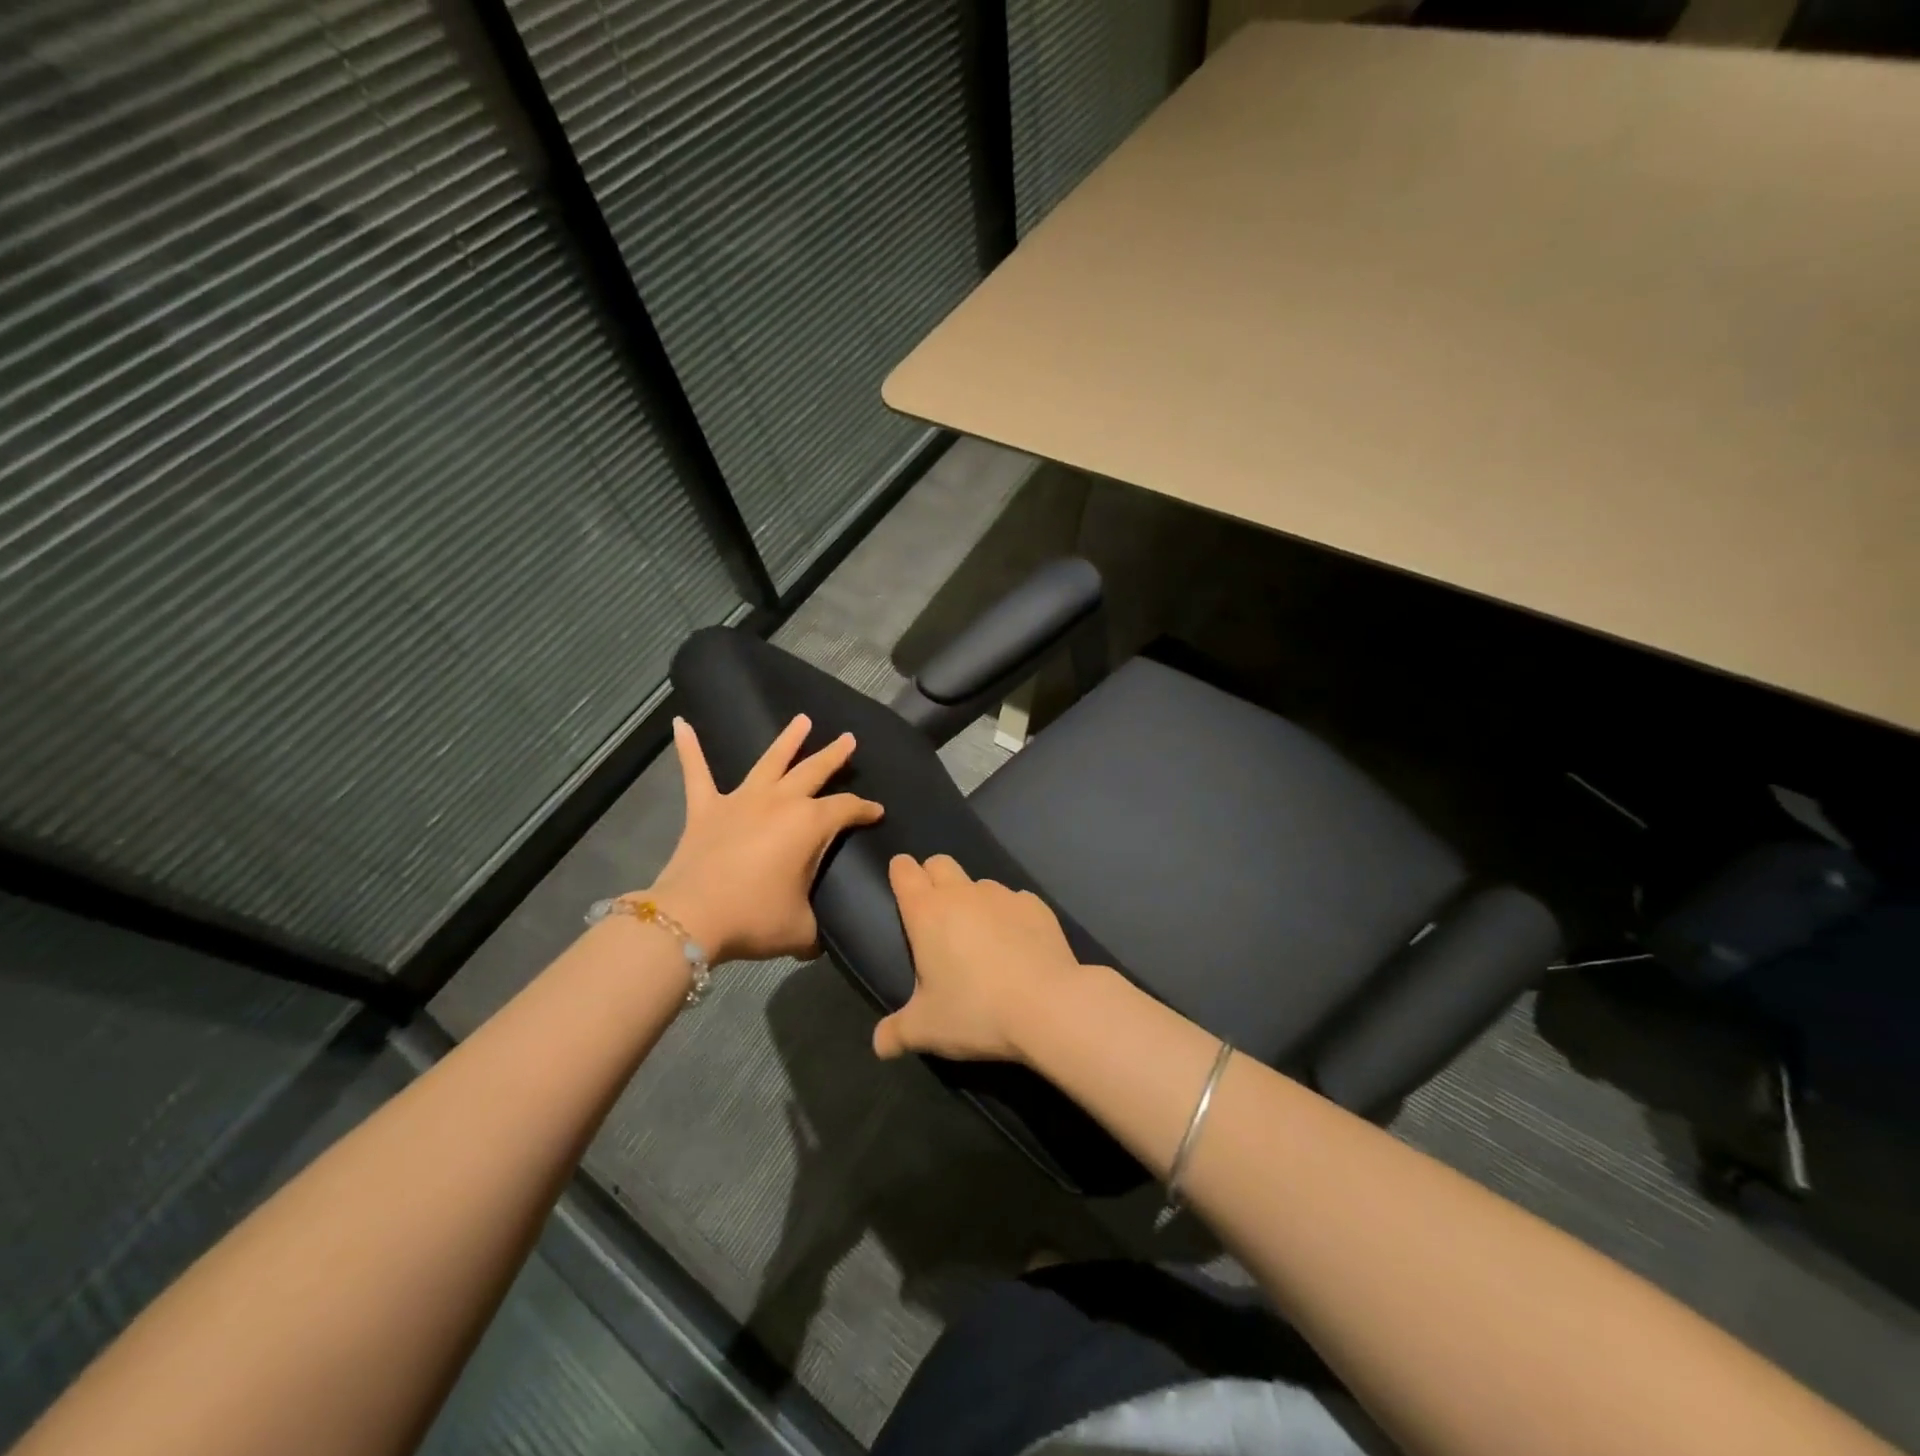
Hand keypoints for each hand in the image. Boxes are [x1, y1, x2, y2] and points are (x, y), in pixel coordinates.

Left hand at [646, 715, 882, 963]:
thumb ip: (817, 927)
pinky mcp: (705, 809)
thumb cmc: (755, 918)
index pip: (846, 809)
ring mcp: (740, 800)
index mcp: (809, 824)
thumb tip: (819, 938)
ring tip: (801, 720)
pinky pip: (697, 772)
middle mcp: (779, 802)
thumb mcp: (801, 929)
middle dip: (834, 755)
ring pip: (770, 761)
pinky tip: (682, 724)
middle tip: (848, 739)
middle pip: (813, 771)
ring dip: (787, 740)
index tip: (877, 812)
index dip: (864, 810)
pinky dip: (690, 748)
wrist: (692, 918)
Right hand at [872, 854, 1088, 1063]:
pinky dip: (1010, 916)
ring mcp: (1003, 895)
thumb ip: (897, 1033)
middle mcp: (962, 893)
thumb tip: (879, 1045)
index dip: (900, 873)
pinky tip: (1018, 945)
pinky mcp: (1037, 906)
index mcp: (927, 912)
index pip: (904, 870)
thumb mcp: (926, 1030)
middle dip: (933, 877)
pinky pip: (1015, 901)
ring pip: (979, 882)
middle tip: (936, 915)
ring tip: (981, 937)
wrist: (1048, 1006)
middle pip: (940, 863)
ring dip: (973, 900)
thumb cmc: (975, 1011)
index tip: (901, 888)